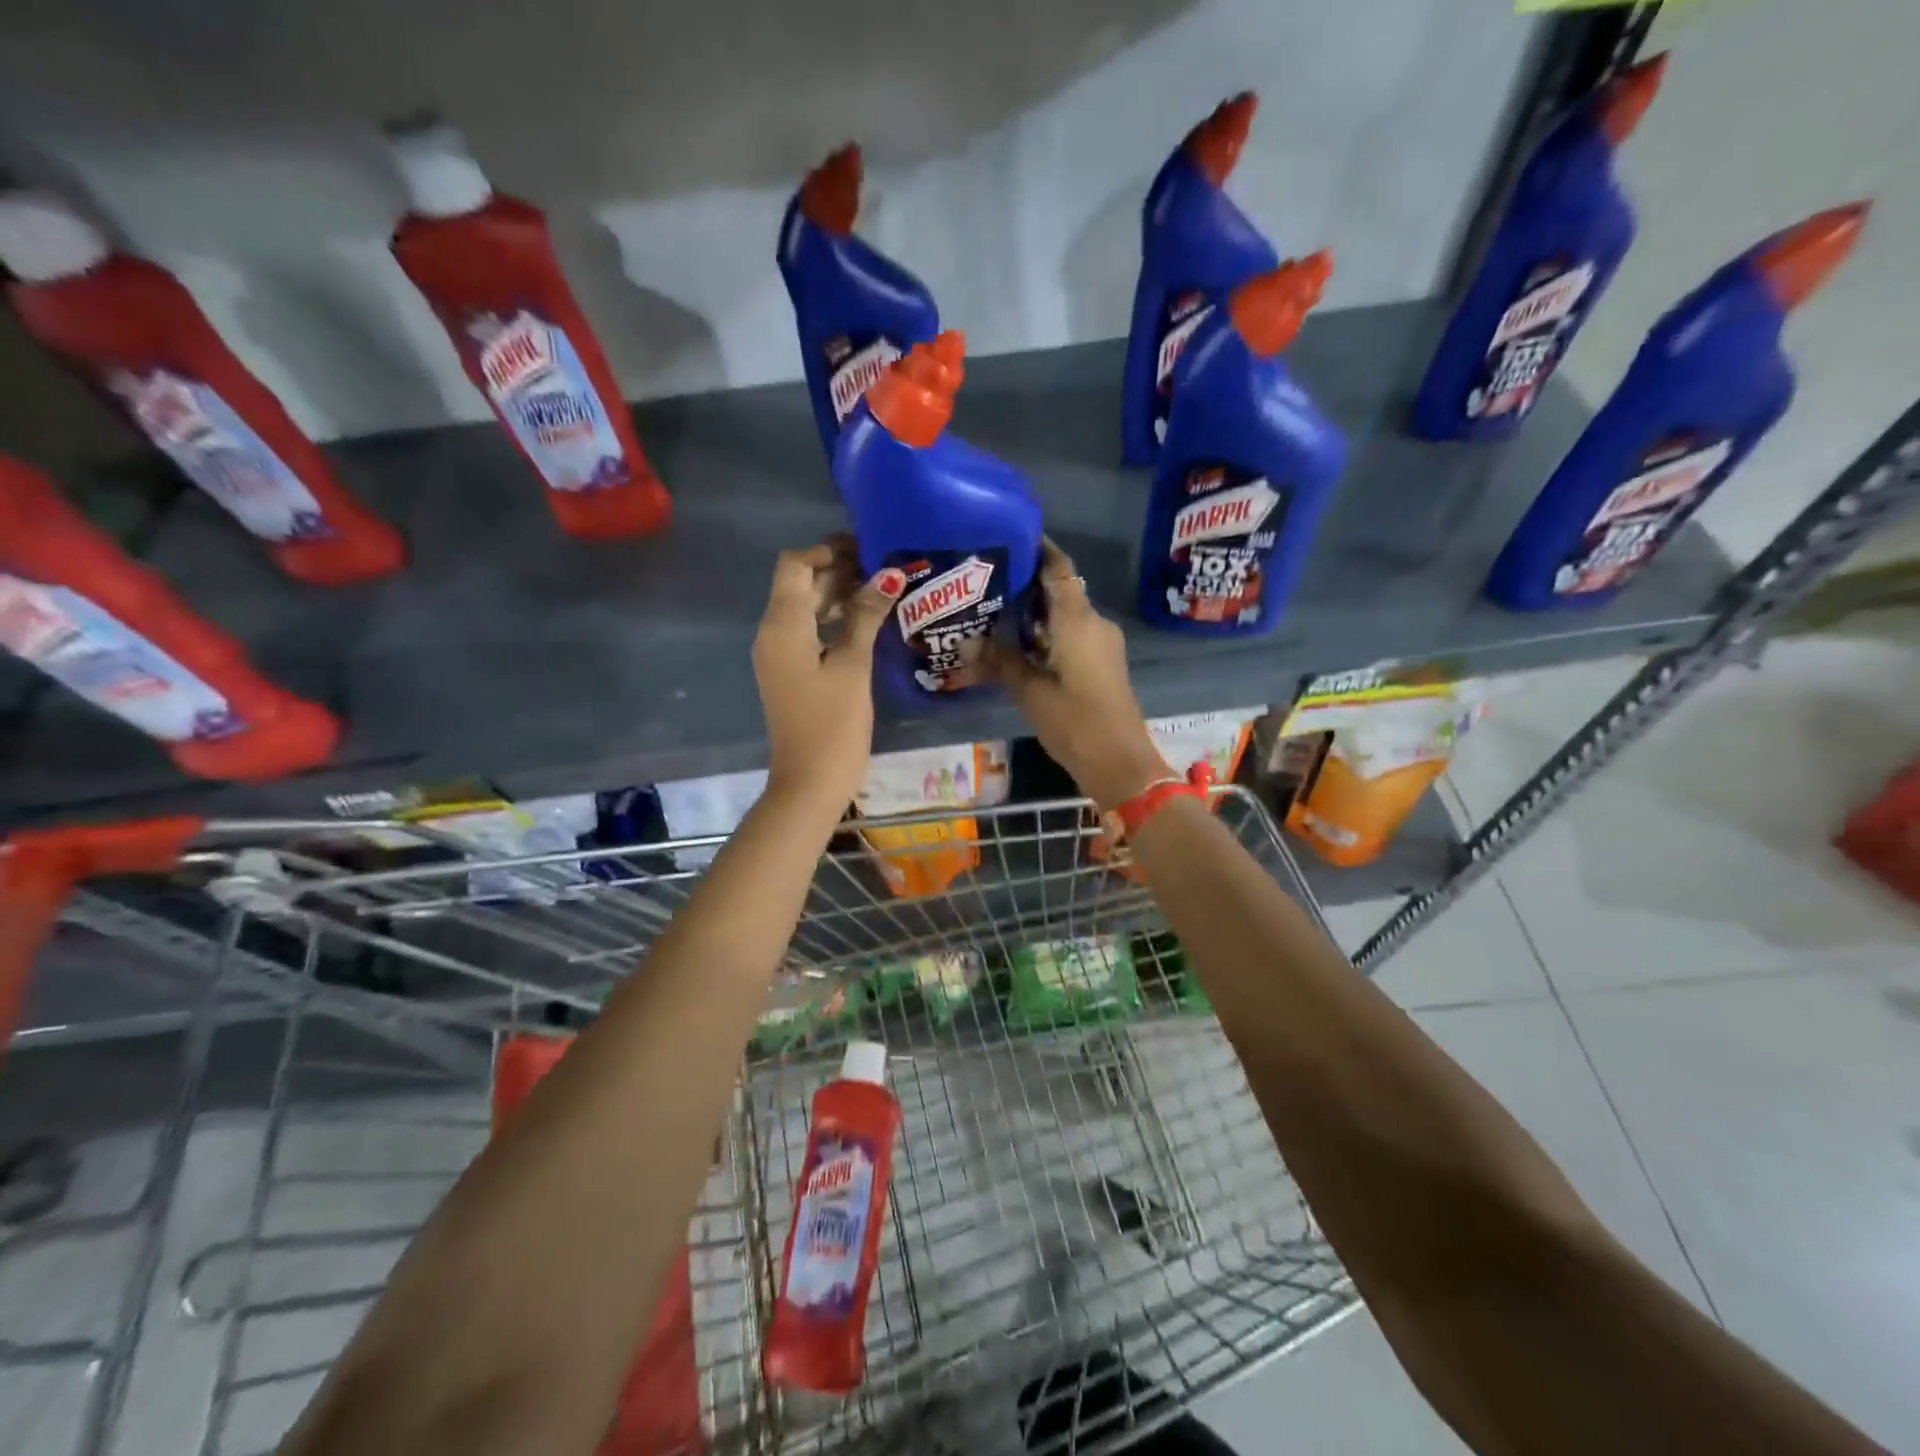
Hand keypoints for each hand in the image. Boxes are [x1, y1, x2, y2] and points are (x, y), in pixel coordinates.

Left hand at [753, 538, 903, 814]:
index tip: (867, 550)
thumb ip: (866, 616)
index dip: (827, 551)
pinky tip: (865, 623)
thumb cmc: (833, 724)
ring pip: (804, 608)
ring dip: (837, 595)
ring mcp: (779, 655)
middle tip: (884, 569)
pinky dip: (832, 620)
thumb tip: (887, 575)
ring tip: (882, 591)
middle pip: (799, 584)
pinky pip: (807, 632)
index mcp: (782, 626)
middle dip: (837, 570)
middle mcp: (772, 633)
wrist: (809, 782)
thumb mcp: (853, 666)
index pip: (795, 565)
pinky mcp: (789, 673)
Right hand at [990, 540, 1169, 811]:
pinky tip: (1018, 645)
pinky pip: (1071, 635)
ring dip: (1035, 613)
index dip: (1038, 549)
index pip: (1058, 568)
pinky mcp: (1102, 664)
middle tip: (986, 581)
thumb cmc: (1075, 722)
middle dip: (1026, 584)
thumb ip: (1002, 661)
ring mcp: (1101, 645)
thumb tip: (968, 641)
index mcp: (1078, 620)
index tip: (1009, 537)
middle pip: (1060, 590)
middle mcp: (1093, 623)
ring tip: (994, 612)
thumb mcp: (1031, 692)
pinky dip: (1046, 634)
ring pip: (1065, 615)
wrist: (1119, 762)